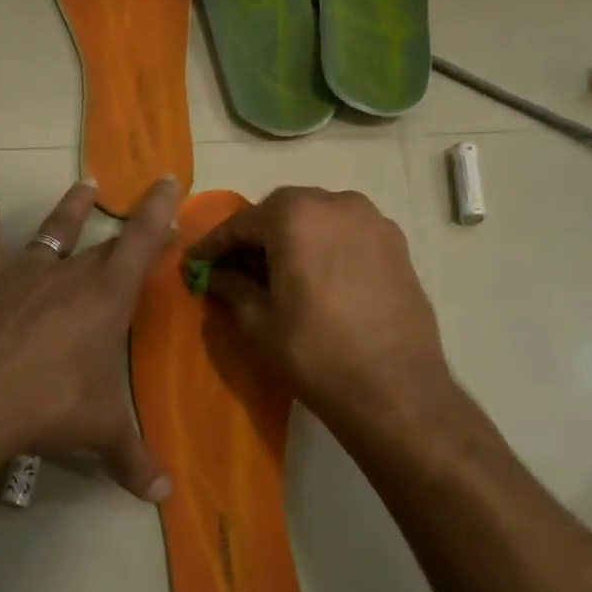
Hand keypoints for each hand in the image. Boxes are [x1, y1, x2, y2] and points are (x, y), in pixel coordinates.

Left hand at [0, 177, 179, 501]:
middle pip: (103, 243)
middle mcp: (68, 275)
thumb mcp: (100, 432)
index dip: (159, 212)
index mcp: (107, 298)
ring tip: (84, 186)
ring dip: (69, 210)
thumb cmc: (52, 407)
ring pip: (51, 232)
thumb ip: (133, 459)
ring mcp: (23, 275)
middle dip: (128, 227)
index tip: (168, 181)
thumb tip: (163, 495)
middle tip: (144, 212)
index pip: (142, 242)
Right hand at [187, 187, 451, 428]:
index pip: (241, 223)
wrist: (395, 388)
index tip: (195, 262)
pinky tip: (313, 276)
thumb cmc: (315, 353)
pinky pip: (345, 232)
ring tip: (273, 271)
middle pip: (282, 211)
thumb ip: (231, 287)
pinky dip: (322, 245)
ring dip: (290, 237)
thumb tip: (214, 274)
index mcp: (296, 217)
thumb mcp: (258, 322)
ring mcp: (372, 220)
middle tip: (233, 265)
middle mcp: (336, 203)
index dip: (214, 244)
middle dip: (254, 235)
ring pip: (316, 217)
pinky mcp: (396, 243)